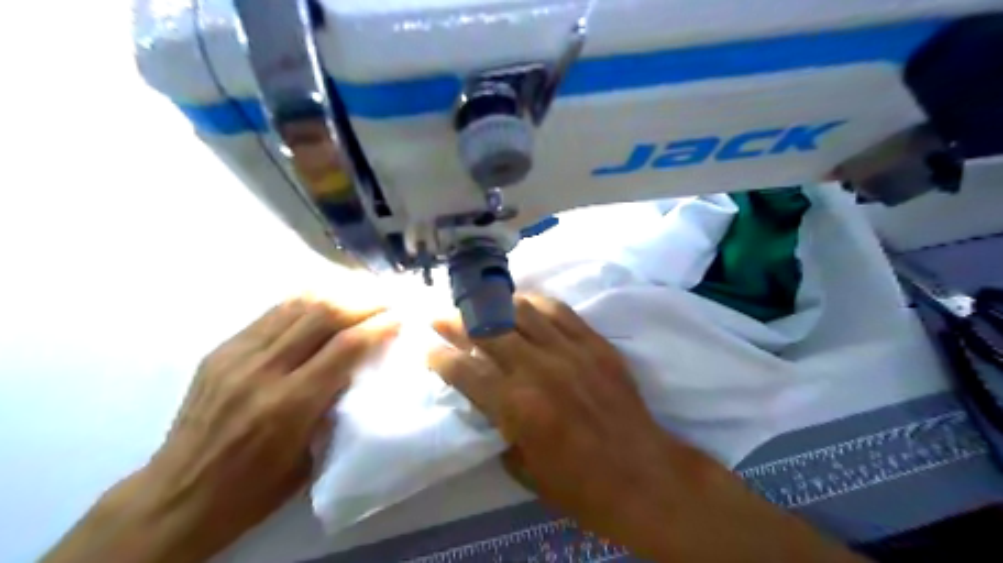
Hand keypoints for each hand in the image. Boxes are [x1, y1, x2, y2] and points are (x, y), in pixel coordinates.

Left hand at [42, 294, 398, 561]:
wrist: (178, 495)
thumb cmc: (255, 488)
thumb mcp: (311, 455)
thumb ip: (336, 404)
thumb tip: (362, 364)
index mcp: (289, 404)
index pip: (346, 346)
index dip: (380, 325)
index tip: (402, 316)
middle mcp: (262, 370)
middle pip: (323, 314)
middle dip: (364, 300)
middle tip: (389, 298)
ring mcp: (238, 354)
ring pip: (298, 304)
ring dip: (338, 293)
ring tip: (363, 292)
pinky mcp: (223, 348)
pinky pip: (275, 311)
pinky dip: (308, 300)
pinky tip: (327, 299)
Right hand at [426, 295, 865, 562]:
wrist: (643, 477)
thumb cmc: (579, 486)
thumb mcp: (523, 469)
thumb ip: (499, 428)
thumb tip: (487, 400)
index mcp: (516, 408)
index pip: (464, 371)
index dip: (440, 357)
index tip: (426, 348)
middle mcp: (538, 370)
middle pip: (487, 332)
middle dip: (457, 321)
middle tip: (441, 315)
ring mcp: (570, 352)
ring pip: (521, 312)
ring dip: (494, 306)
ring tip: (480, 306)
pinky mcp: (595, 344)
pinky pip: (559, 311)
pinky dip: (535, 304)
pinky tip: (523, 304)